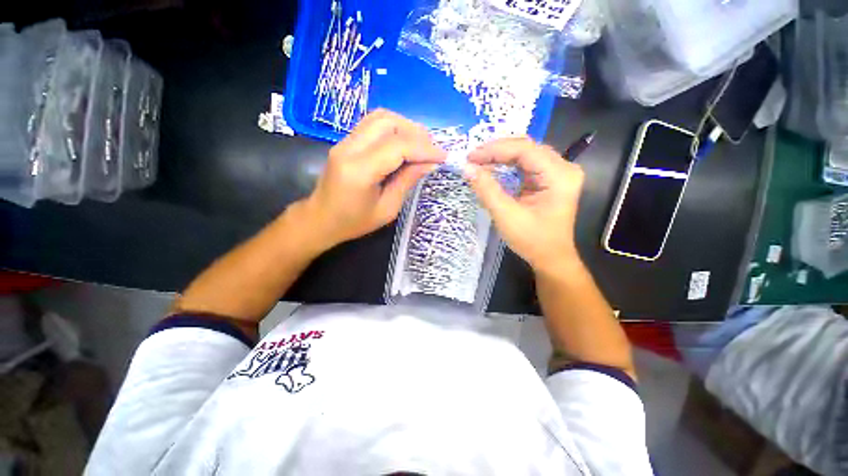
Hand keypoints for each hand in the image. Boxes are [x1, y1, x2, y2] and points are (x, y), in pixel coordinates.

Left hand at [300, 109, 445, 249]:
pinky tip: (404, 143)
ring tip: (421, 145)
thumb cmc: (354, 222)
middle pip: (388, 122)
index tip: (443, 156)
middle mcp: (349, 148)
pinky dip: (394, 128)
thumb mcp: (388, 209)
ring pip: (380, 117)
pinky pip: (373, 124)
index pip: (398, 147)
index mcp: (360, 171)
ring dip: (406, 126)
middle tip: (433, 149)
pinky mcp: (345, 141)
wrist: (320, 219)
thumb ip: (408, 181)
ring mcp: (344, 141)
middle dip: (417, 133)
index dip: (425, 149)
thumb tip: (430, 163)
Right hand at [465, 137, 583, 275]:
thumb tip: (466, 168)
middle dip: (496, 151)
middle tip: (472, 158)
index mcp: (559, 176)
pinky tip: (492, 166)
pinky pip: (526, 164)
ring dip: (500, 156)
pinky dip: (506, 164)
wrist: (550, 258)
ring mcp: (558, 172)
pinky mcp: (549, 178)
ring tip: (478, 161)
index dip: (495, 150)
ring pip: (525, 153)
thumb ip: (487, 190)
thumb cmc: (532, 240)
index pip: (525, 150)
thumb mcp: (506, 216)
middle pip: (526, 148)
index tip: (470, 157)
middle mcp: (563, 168)